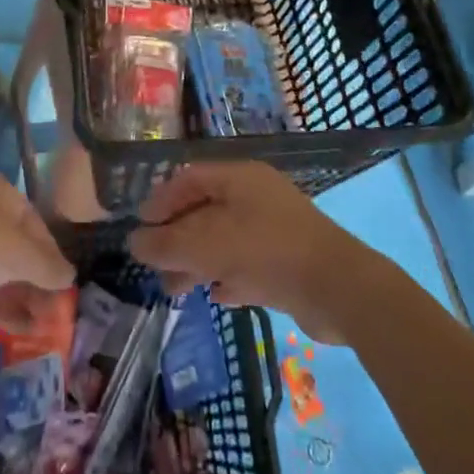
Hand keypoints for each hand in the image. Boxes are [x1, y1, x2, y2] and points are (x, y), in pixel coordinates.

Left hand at [0, 171, 75, 328]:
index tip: (64, 288)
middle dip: (33, 285)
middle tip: (53, 318)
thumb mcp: (16, 253)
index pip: (33, 224)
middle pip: (10, 252)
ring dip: (14, 301)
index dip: (50, 257)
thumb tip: (69, 277)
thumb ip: (46, 267)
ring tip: (39, 332)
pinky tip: (10, 330)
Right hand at [129, 162, 379, 344]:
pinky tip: (216, 295)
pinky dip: (228, 277)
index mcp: (240, 178)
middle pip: (206, 211)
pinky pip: (249, 264)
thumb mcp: (205, 246)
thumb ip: (165, 245)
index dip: (162, 200)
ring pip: (226, 240)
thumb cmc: (266, 252)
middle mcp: (258, 197)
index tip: (141, 226)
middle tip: (154, 263)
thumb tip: (134, 243)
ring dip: (198, 262)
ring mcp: (276, 230)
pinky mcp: (290, 262)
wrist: (339, 290)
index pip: (190, 178)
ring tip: (175, 289)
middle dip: (177, 238)